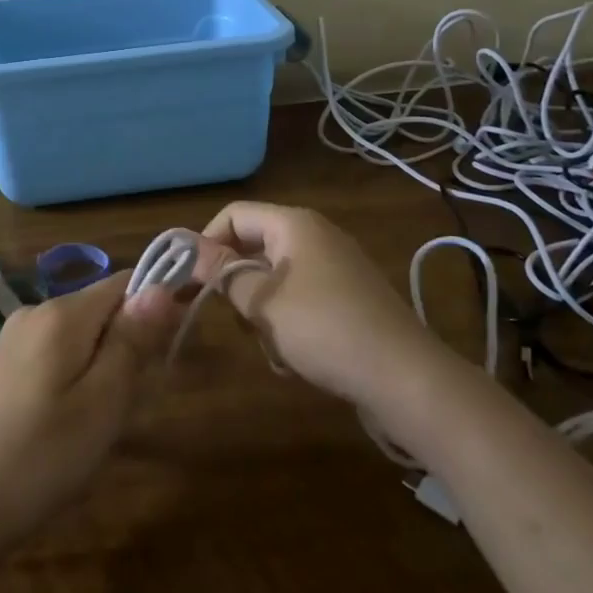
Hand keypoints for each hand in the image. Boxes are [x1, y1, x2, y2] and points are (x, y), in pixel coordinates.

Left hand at [0, 271, 179, 557]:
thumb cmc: (37, 460)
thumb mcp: (102, 405)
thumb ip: (132, 341)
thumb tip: (162, 286)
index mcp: (61, 314)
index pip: (125, 283)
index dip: (157, 306)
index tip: (172, 350)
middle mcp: (34, 313)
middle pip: (101, 311)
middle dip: (127, 348)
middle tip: (127, 410)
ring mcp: (10, 342)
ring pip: (78, 340)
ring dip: (101, 372)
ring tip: (95, 430)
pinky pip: (53, 359)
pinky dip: (73, 384)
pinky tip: (62, 433)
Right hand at [201, 201, 443, 405]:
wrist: (405, 377)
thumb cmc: (324, 328)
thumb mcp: (263, 301)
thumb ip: (222, 272)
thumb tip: (187, 248)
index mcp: (295, 224)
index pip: (234, 215)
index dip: (206, 242)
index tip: (190, 280)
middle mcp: (316, 236)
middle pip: (255, 247)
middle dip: (237, 284)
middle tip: (232, 317)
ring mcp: (337, 267)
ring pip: (276, 279)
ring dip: (263, 311)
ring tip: (270, 345)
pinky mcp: (349, 298)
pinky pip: (301, 299)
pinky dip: (289, 323)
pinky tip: (294, 357)